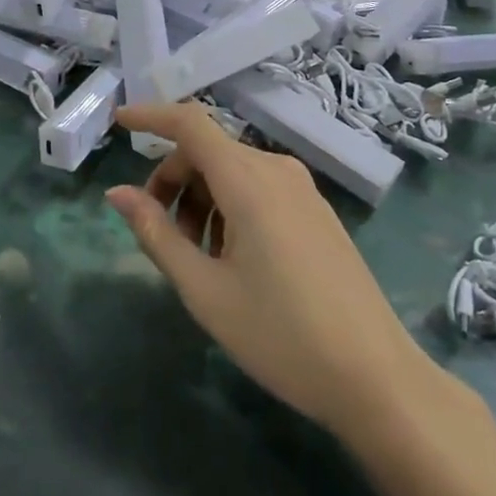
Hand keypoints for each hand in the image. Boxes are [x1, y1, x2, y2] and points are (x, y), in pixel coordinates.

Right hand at [107, 102, 422, 449]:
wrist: (378, 379)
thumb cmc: (282, 335)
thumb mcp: (205, 290)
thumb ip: (156, 234)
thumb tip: (117, 193)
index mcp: (247, 179)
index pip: (189, 122)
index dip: (150, 116)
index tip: (118, 122)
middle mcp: (276, 169)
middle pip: (208, 151)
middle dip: (173, 179)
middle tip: (158, 231)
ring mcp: (302, 188)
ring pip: (233, 171)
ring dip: (201, 198)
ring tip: (198, 258)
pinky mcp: (316, 210)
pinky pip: (259, 188)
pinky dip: (230, 206)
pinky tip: (232, 259)